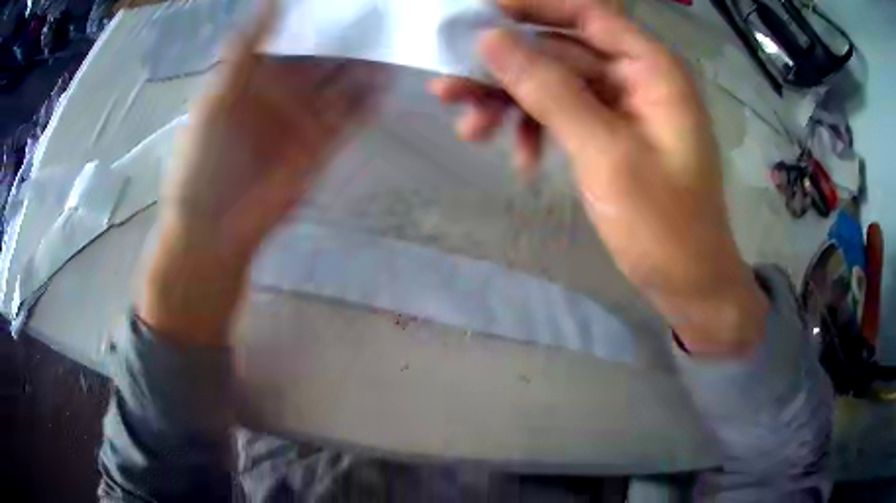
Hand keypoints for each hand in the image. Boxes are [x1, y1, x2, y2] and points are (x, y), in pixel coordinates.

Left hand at [140, 0, 386, 344]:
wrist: (214, 228)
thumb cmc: (203, 161)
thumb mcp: (215, 98)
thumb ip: (244, 50)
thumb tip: (272, 0)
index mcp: (255, 78)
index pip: (292, 38)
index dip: (316, 18)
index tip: (342, 1)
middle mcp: (284, 94)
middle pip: (323, 58)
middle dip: (348, 36)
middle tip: (380, 12)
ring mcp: (305, 119)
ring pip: (342, 83)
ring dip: (365, 63)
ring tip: (393, 36)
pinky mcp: (322, 146)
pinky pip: (351, 116)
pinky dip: (368, 100)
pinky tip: (387, 78)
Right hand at [429, 0, 767, 355]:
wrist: (688, 282)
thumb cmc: (663, 224)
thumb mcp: (605, 153)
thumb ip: (550, 90)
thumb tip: (491, 40)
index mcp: (651, 68)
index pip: (586, 14)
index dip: (531, 8)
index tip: (477, 15)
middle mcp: (637, 77)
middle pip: (560, 52)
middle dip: (505, 71)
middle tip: (448, 88)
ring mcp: (623, 107)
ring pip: (556, 85)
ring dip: (512, 104)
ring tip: (470, 131)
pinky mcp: (612, 134)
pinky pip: (566, 116)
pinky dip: (537, 131)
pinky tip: (519, 160)